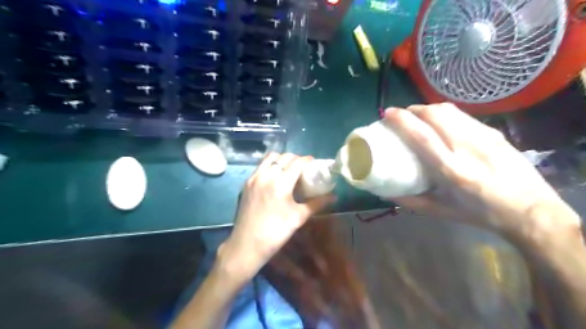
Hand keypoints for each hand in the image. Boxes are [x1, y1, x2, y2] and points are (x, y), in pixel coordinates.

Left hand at [217, 153, 333, 278]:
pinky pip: (260, 166)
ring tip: (288, 170)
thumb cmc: (276, 232)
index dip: (307, 160)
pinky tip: (275, 177)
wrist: (247, 245)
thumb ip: (317, 204)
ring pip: (270, 158)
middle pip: (284, 157)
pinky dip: (270, 165)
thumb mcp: (298, 217)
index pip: (297, 162)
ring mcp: (254, 177)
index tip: (314, 163)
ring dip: (281, 159)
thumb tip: (334, 197)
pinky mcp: (246, 183)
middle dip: (296, 159)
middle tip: (303, 168)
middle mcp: (266, 175)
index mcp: (280, 183)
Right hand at [385, 104, 580, 239]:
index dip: (403, 121)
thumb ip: (409, 201)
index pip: (423, 136)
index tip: (388, 114)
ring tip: (418, 116)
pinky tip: (441, 123)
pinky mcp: (494, 133)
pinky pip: (463, 116)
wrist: (531, 211)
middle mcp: (468, 149)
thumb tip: (383, 192)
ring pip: (450, 111)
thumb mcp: (440, 211)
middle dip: (413, 109)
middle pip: (436, 115)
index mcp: (452, 171)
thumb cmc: (480, 213)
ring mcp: (484, 137)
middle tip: (401, 115)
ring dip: (428, 108)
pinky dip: (445, 114)